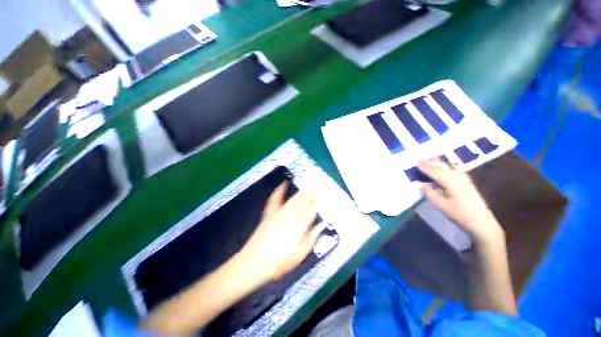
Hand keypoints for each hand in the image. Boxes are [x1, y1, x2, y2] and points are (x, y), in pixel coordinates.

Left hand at [237, 183, 324, 282]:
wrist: (254, 262)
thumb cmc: (280, 262)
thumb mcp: (300, 254)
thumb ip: (312, 237)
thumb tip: (322, 225)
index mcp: (300, 225)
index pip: (311, 211)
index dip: (317, 204)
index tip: (321, 199)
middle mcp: (291, 215)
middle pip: (303, 202)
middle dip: (311, 195)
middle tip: (317, 189)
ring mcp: (279, 212)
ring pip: (293, 199)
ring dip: (302, 192)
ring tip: (308, 187)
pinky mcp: (270, 213)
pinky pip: (275, 198)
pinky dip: (280, 190)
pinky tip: (283, 184)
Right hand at [418, 157, 503, 244]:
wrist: (481, 221)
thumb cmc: (459, 213)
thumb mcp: (439, 204)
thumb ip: (428, 192)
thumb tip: (418, 183)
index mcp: (449, 180)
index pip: (433, 170)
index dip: (423, 165)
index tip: (415, 160)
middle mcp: (457, 175)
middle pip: (441, 165)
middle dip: (430, 161)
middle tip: (420, 158)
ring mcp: (463, 177)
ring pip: (447, 165)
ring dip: (437, 162)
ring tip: (428, 160)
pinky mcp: (466, 181)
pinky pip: (452, 169)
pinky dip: (444, 166)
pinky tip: (441, 167)